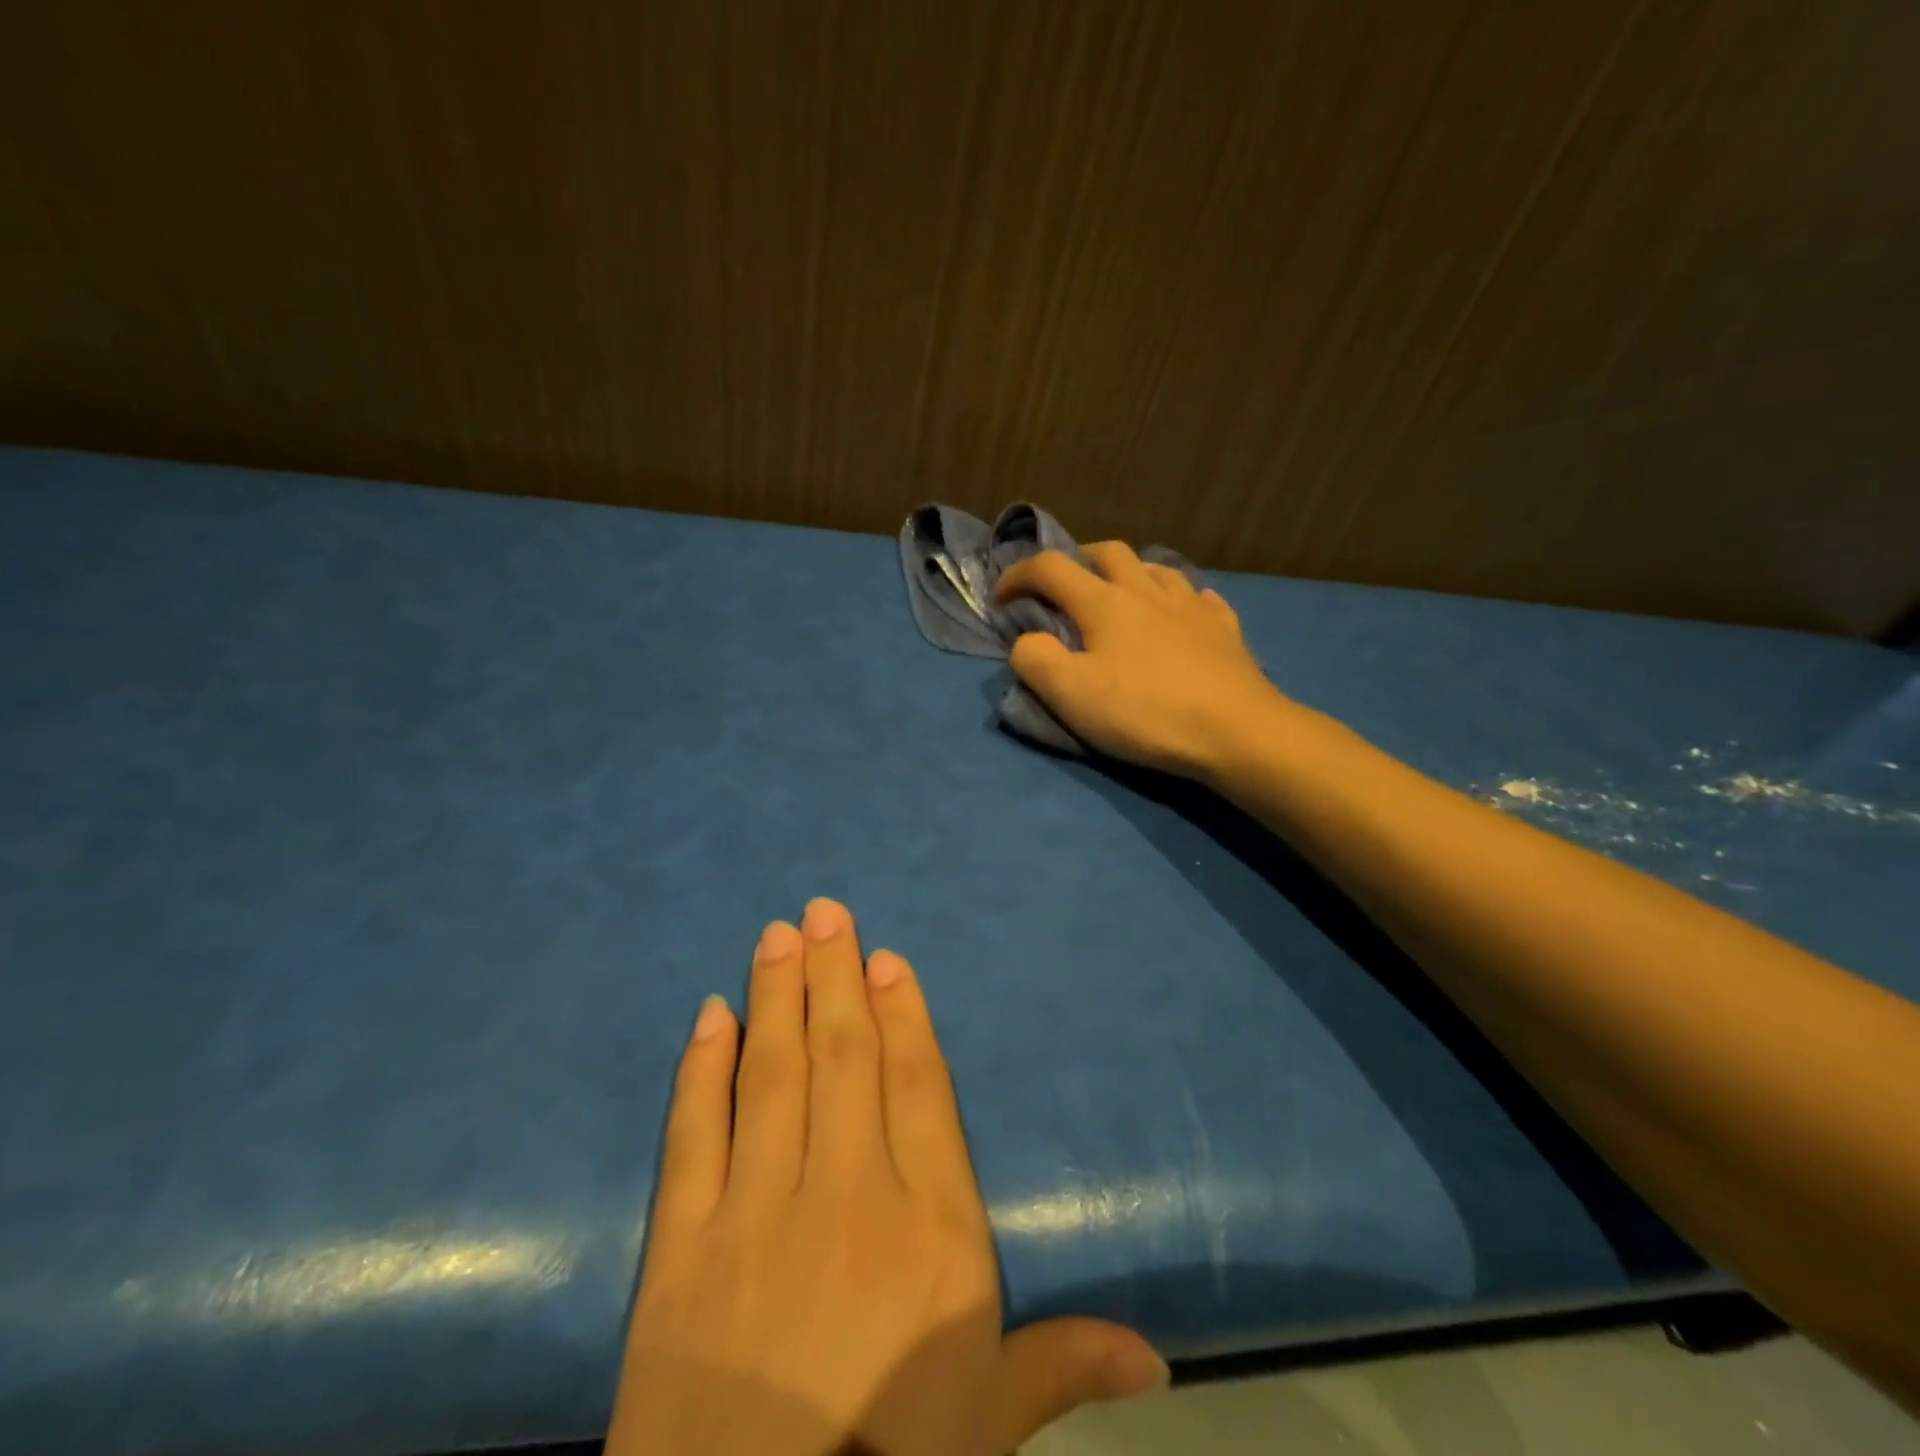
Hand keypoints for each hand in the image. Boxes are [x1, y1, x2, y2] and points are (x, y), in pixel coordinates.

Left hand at [609, 898, 1166, 1455]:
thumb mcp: (990, 1426)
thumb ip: (1064, 1366)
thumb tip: (1160, 1359)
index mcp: (933, 1230)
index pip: (919, 1090)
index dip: (903, 1017)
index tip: (885, 959)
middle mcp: (850, 1196)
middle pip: (844, 1058)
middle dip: (834, 976)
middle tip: (823, 910)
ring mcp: (760, 1213)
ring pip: (773, 1075)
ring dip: (776, 995)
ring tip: (777, 935)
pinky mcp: (684, 1245)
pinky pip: (696, 1134)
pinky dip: (702, 1069)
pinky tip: (711, 1015)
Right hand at [995, 543, 1292, 779]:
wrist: (1237, 731)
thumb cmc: (1147, 712)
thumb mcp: (1072, 695)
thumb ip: (1035, 660)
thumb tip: (1026, 641)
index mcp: (1104, 603)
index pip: (1050, 568)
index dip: (1017, 575)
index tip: (1000, 598)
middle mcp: (1147, 591)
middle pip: (1108, 552)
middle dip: (1077, 560)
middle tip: (1064, 587)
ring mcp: (1191, 607)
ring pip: (1156, 569)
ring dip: (1129, 574)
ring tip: (1121, 598)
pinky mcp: (1225, 629)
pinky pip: (1199, 598)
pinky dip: (1178, 601)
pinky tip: (1180, 618)